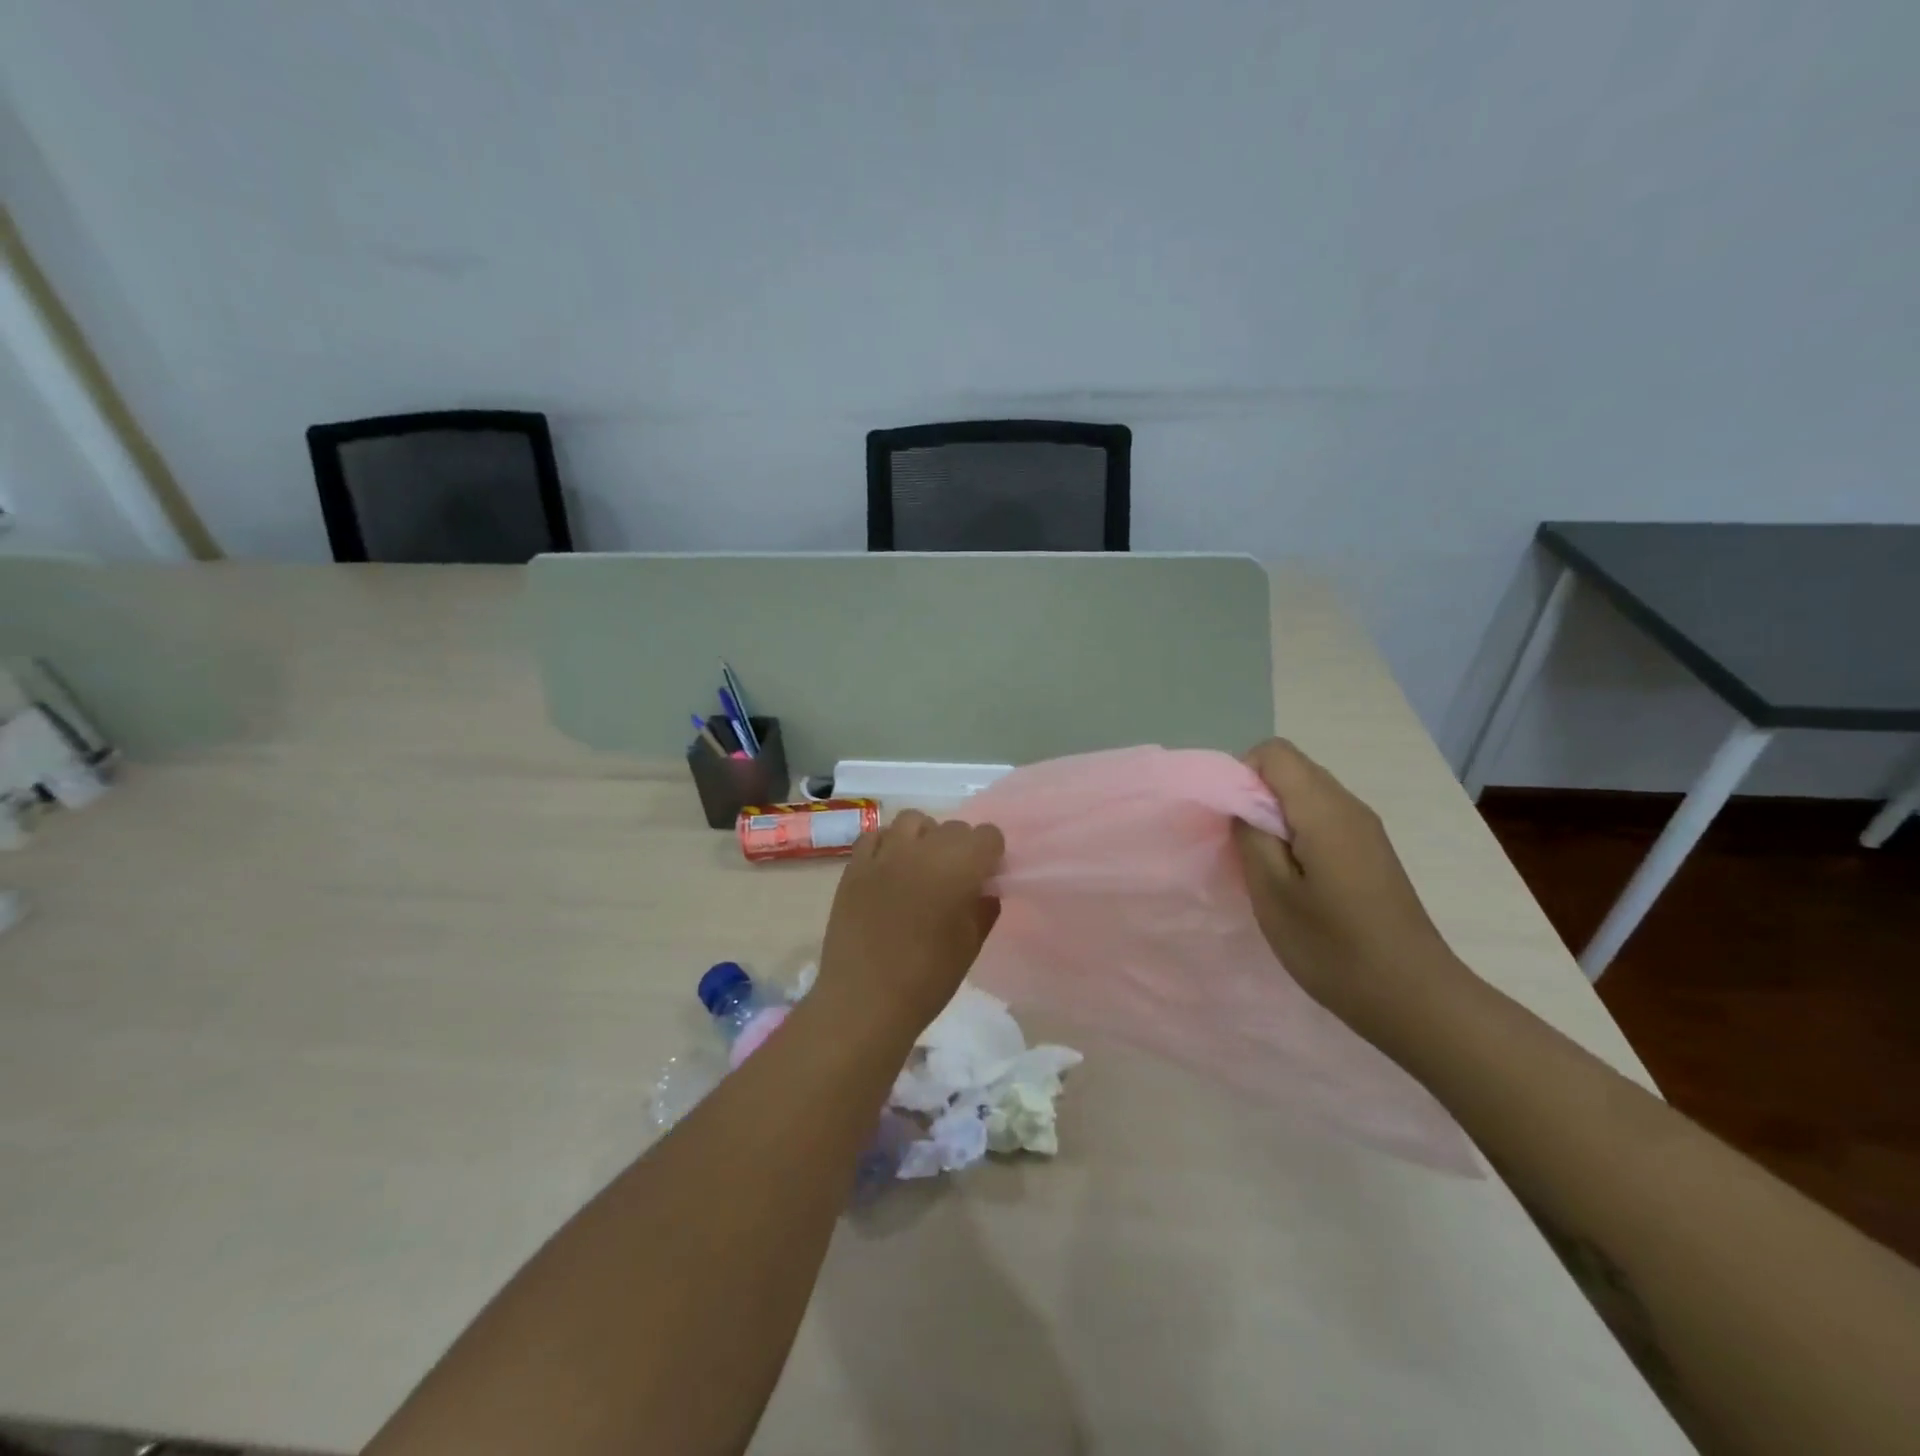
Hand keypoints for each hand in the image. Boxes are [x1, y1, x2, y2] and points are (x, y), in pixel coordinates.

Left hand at [816, 810, 1004, 1041]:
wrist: (864, 1001)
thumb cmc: (927, 979)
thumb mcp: (969, 946)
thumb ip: (983, 908)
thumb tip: (985, 888)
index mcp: (958, 868)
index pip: (987, 835)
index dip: (991, 854)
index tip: (986, 877)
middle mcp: (922, 850)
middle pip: (952, 826)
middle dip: (961, 846)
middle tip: (956, 877)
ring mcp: (884, 854)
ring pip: (913, 821)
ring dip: (925, 836)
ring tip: (922, 865)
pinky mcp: (854, 866)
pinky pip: (875, 836)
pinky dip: (888, 844)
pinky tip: (890, 869)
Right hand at [1232, 739, 1469, 1042]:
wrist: (1414, 998)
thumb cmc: (1333, 947)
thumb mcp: (1273, 893)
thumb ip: (1250, 836)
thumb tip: (1241, 804)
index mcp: (1324, 809)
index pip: (1274, 752)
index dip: (1240, 775)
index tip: (1230, 821)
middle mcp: (1349, 806)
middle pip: (1291, 769)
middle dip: (1254, 796)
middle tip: (1241, 847)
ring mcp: (1365, 829)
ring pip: (1306, 794)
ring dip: (1275, 817)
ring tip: (1265, 867)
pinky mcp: (1371, 852)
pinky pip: (1323, 818)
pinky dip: (1297, 833)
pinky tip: (1294, 879)